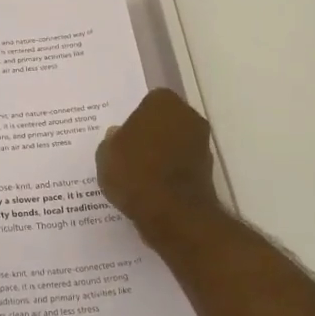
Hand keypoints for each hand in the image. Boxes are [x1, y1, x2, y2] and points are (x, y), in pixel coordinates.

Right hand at [96, 89, 221, 234]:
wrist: (173, 214)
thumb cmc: (135, 173)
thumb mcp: (106, 154)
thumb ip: (112, 140)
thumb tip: (119, 135)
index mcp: (163, 102)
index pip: (148, 102)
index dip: (135, 118)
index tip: (124, 135)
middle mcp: (188, 116)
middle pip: (166, 121)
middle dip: (152, 133)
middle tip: (130, 151)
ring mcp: (202, 144)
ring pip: (176, 143)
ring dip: (163, 153)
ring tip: (140, 174)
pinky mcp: (208, 171)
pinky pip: (182, 165)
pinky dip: (171, 173)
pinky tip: (153, 188)